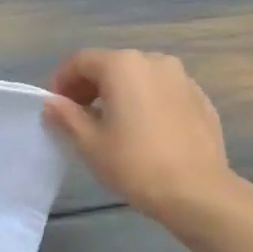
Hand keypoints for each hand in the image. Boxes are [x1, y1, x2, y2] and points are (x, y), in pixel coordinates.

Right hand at [44, 49, 233, 223]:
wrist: (196, 190)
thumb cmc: (134, 165)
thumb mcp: (90, 143)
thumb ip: (67, 116)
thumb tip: (52, 102)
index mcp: (123, 66)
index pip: (81, 61)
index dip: (62, 80)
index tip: (55, 106)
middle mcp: (154, 61)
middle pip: (112, 65)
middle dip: (90, 86)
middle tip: (78, 116)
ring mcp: (182, 78)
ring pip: (140, 77)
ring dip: (119, 93)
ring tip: (111, 124)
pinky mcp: (200, 98)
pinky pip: (162, 92)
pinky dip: (146, 102)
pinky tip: (143, 132)